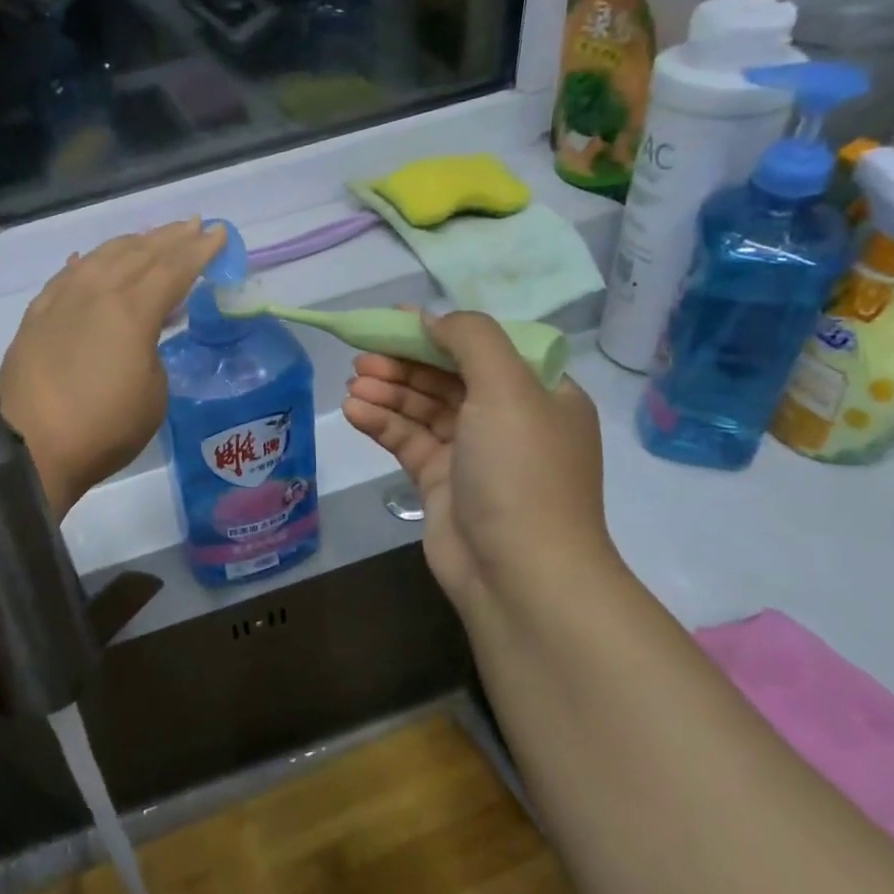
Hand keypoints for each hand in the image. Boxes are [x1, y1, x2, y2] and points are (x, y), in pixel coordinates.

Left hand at [0, 220, 225, 516]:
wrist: (29, 447)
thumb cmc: (102, 429)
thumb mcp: (153, 397)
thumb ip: (152, 355)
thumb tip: (138, 339)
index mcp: (132, 311)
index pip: (174, 269)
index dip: (200, 250)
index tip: (218, 233)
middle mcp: (96, 292)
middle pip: (139, 253)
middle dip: (171, 237)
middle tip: (194, 226)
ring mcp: (62, 300)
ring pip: (101, 256)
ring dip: (132, 243)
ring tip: (151, 238)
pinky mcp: (36, 315)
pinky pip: (67, 275)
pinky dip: (85, 263)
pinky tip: (89, 260)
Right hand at [342, 312, 615, 620]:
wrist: (519, 574)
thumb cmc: (521, 471)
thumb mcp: (508, 388)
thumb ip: (471, 340)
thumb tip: (434, 319)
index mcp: (541, 394)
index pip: (487, 349)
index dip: (441, 332)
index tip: (395, 319)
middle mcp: (509, 420)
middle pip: (448, 377)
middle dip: (405, 364)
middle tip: (363, 357)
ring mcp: (473, 454)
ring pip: (423, 409)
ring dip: (388, 393)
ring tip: (352, 385)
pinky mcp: (441, 482)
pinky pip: (408, 441)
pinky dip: (382, 424)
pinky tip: (354, 411)